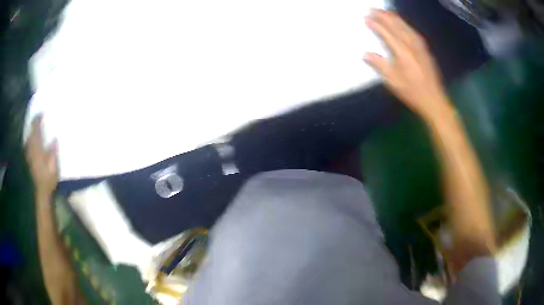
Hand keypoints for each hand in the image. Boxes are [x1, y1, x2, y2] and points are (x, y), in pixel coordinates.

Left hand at [25, 115, 58, 198]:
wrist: (42, 191)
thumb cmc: (49, 178)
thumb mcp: (54, 165)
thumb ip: (53, 151)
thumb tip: (55, 138)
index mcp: (37, 147)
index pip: (36, 129)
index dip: (38, 119)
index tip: (42, 113)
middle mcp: (31, 148)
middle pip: (31, 132)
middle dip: (33, 124)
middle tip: (38, 118)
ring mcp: (29, 154)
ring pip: (28, 138)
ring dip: (31, 131)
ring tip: (35, 127)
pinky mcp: (29, 159)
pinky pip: (28, 145)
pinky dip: (30, 139)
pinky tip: (32, 140)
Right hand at [364, 9, 447, 117]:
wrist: (434, 100)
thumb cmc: (413, 93)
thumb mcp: (394, 82)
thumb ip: (380, 65)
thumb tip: (365, 53)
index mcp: (403, 52)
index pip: (387, 33)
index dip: (376, 24)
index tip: (365, 17)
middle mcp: (412, 45)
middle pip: (397, 25)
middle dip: (384, 15)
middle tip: (373, 9)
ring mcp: (420, 46)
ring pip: (406, 26)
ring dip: (394, 17)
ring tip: (385, 12)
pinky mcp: (425, 50)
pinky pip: (413, 31)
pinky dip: (405, 24)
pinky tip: (402, 23)